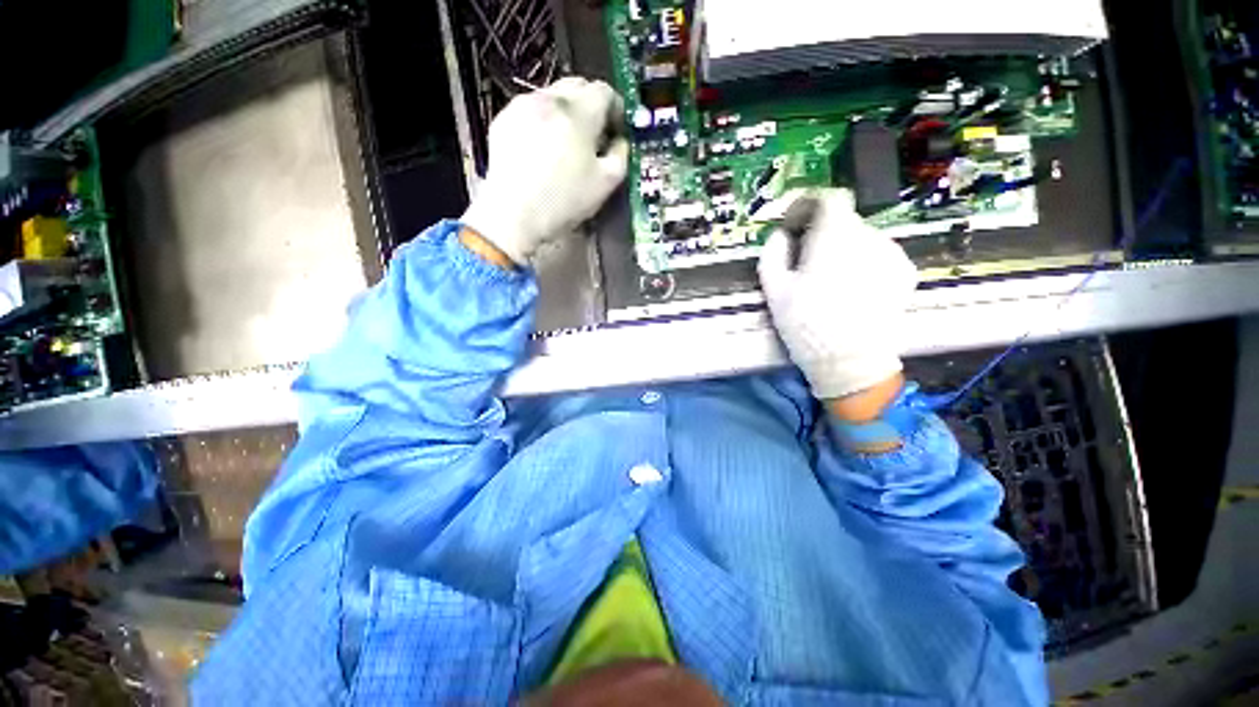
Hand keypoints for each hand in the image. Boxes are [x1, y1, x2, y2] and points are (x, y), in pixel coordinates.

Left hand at [461, 77, 629, 265]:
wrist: (513, 214)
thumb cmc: (564, 201)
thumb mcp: (605, 184)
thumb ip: (621, 156)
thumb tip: (620, 141)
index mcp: (579, 112)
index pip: (605, 91)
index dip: (616, 109)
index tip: (617, 131)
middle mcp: (550, 98)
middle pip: (578, 86)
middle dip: (591, 107)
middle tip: (594, 137)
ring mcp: (522, 105)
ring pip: (553, 96)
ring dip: (566, 113)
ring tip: (566, 143)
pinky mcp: (503, 118)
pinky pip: (531, 109)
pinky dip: (543, 121)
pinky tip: (542, 149)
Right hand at [758, 189, 918, 403]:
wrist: (850, 362)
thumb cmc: (806, 325)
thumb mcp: (775, 290)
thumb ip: (773, 253)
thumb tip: (780, 235)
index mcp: (835, 237)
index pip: (830, 198)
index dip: (808, 205)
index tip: (795, 223)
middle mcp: (870, 237)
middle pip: (844, 220)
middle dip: (821, 233)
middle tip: (806, 261)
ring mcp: (892, 254)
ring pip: (862, 238)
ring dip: (843, 248)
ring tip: (829, 280)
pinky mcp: (905, 273)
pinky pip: (878, 255)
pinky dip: (862, 262)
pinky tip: (852, 289)